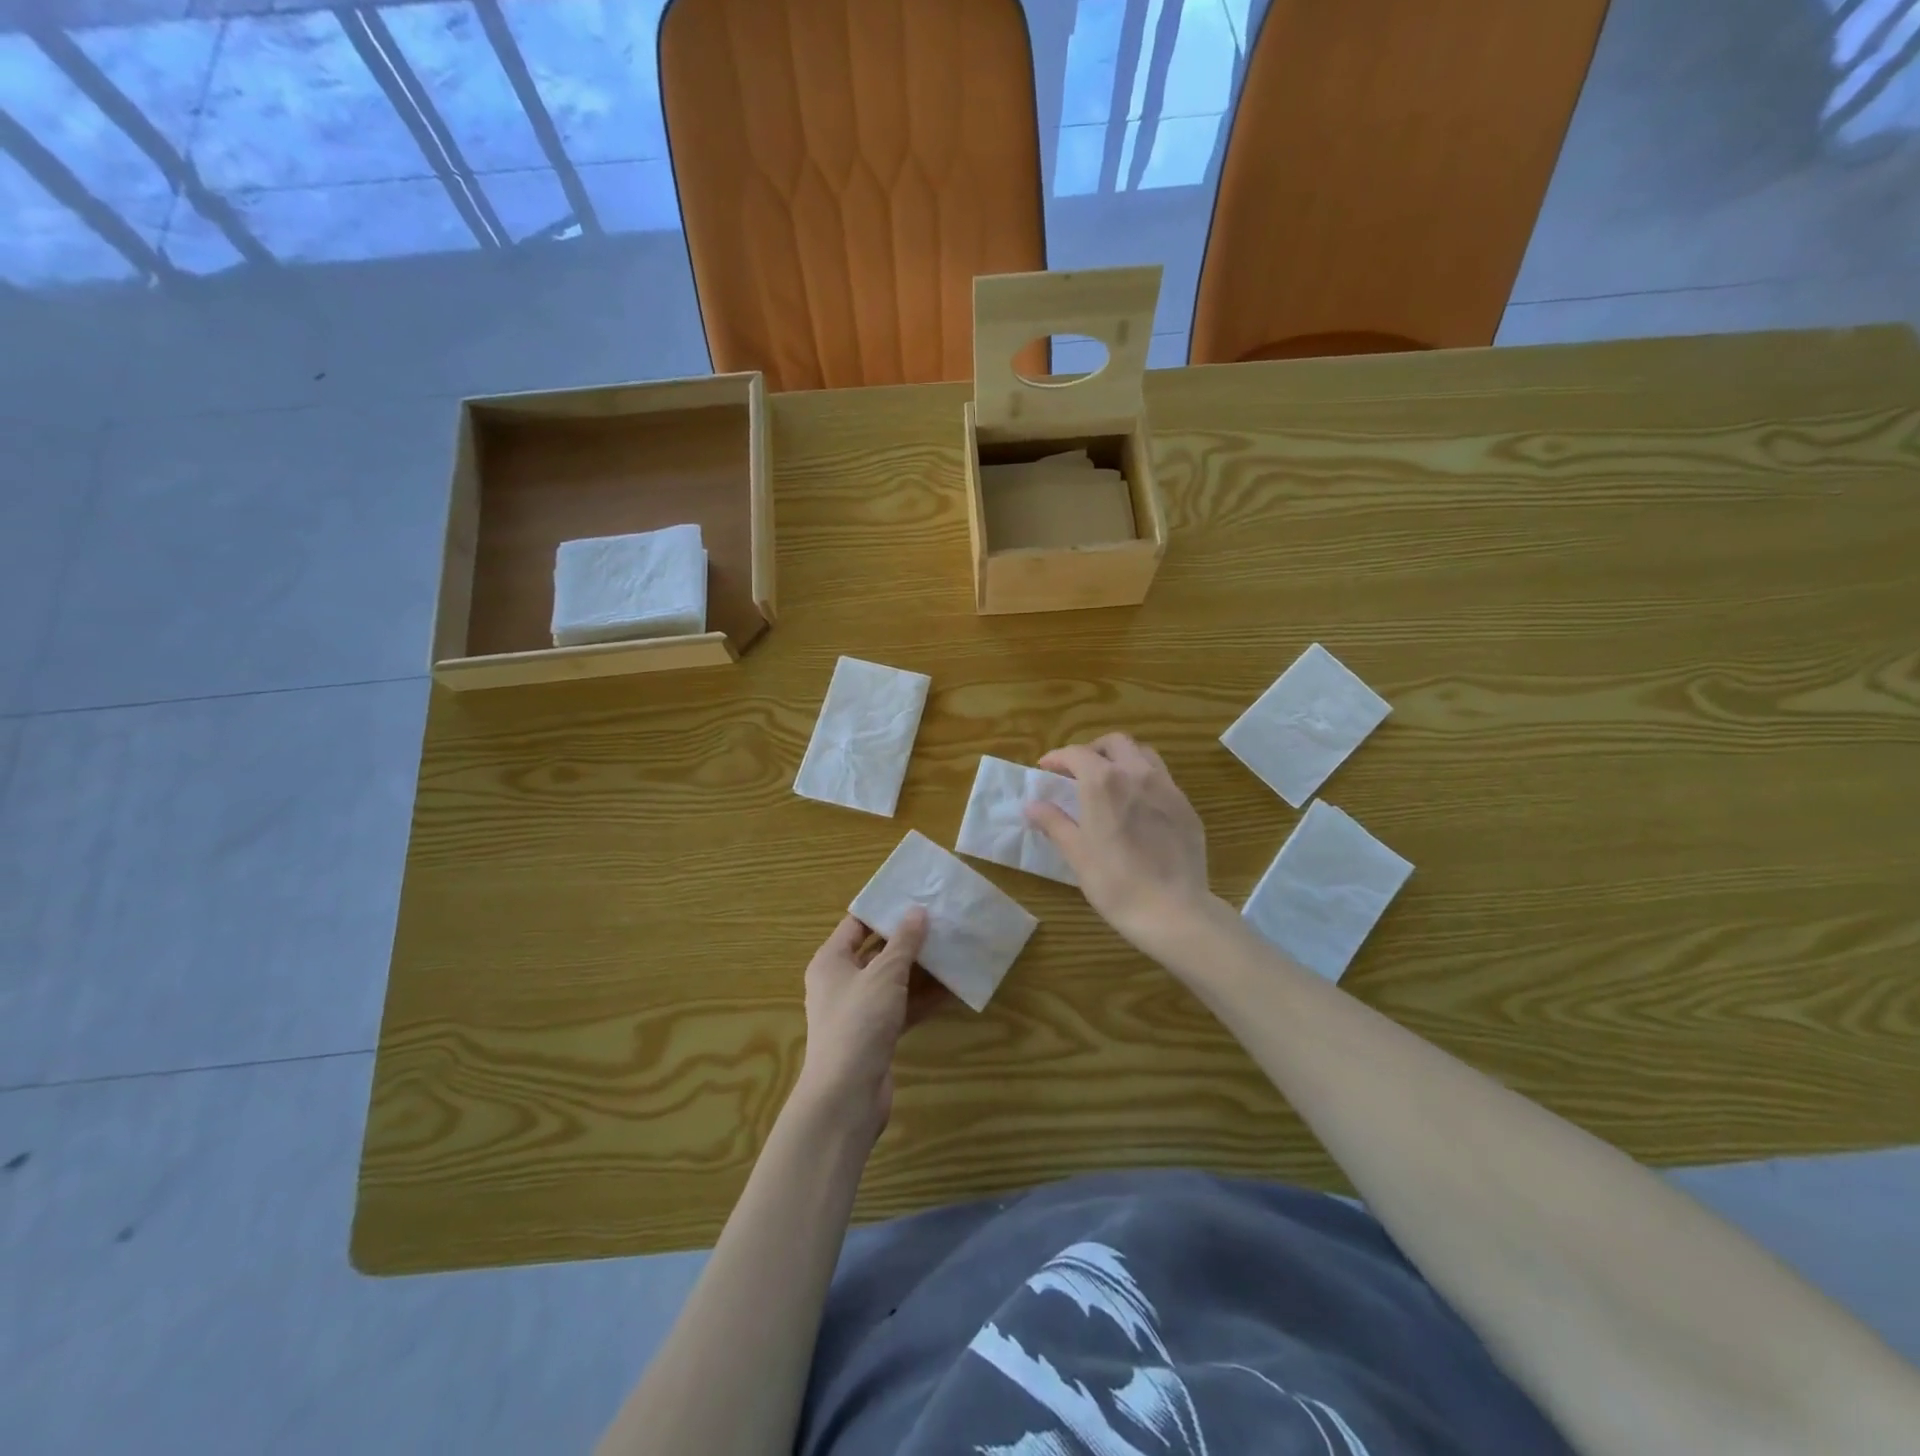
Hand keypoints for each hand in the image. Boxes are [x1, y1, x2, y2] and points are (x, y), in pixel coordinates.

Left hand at [796, 909, 940, 1137]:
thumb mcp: (884, 975)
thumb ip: (903, 943)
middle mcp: (841, 982)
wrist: (846, 1095)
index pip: (856, 924)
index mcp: (831, 961)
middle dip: (907, 939)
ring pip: (893, 981)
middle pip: (877, 952)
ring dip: (920, 970)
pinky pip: (902, 1007)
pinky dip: (922, 999)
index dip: (884, 910)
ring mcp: (859, 1010)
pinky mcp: (875, 1034)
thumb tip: (917, 912)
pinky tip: (952, 989)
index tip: (914, 896)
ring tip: (952, 949)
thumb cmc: (859, 1022)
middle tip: (940, 921)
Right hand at [1026, 733, 1217, 954]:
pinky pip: (1163, 779)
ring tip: (1111, 782)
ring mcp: (1167, 788)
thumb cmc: (1115, 882)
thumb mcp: (1076, 853)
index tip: (1046, 769)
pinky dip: (1144, 780)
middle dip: (1093, 750)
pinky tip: (1138, 807)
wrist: (1173, 910)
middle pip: (1114, 743)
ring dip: (1122, 759)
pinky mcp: (1186, 806)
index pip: (1076, 754)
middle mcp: (1137, 773)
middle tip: (1079, 772)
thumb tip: (1032, 806)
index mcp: (1104, 782)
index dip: (1057, 758)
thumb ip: (1054, 822)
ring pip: (1143, 754)